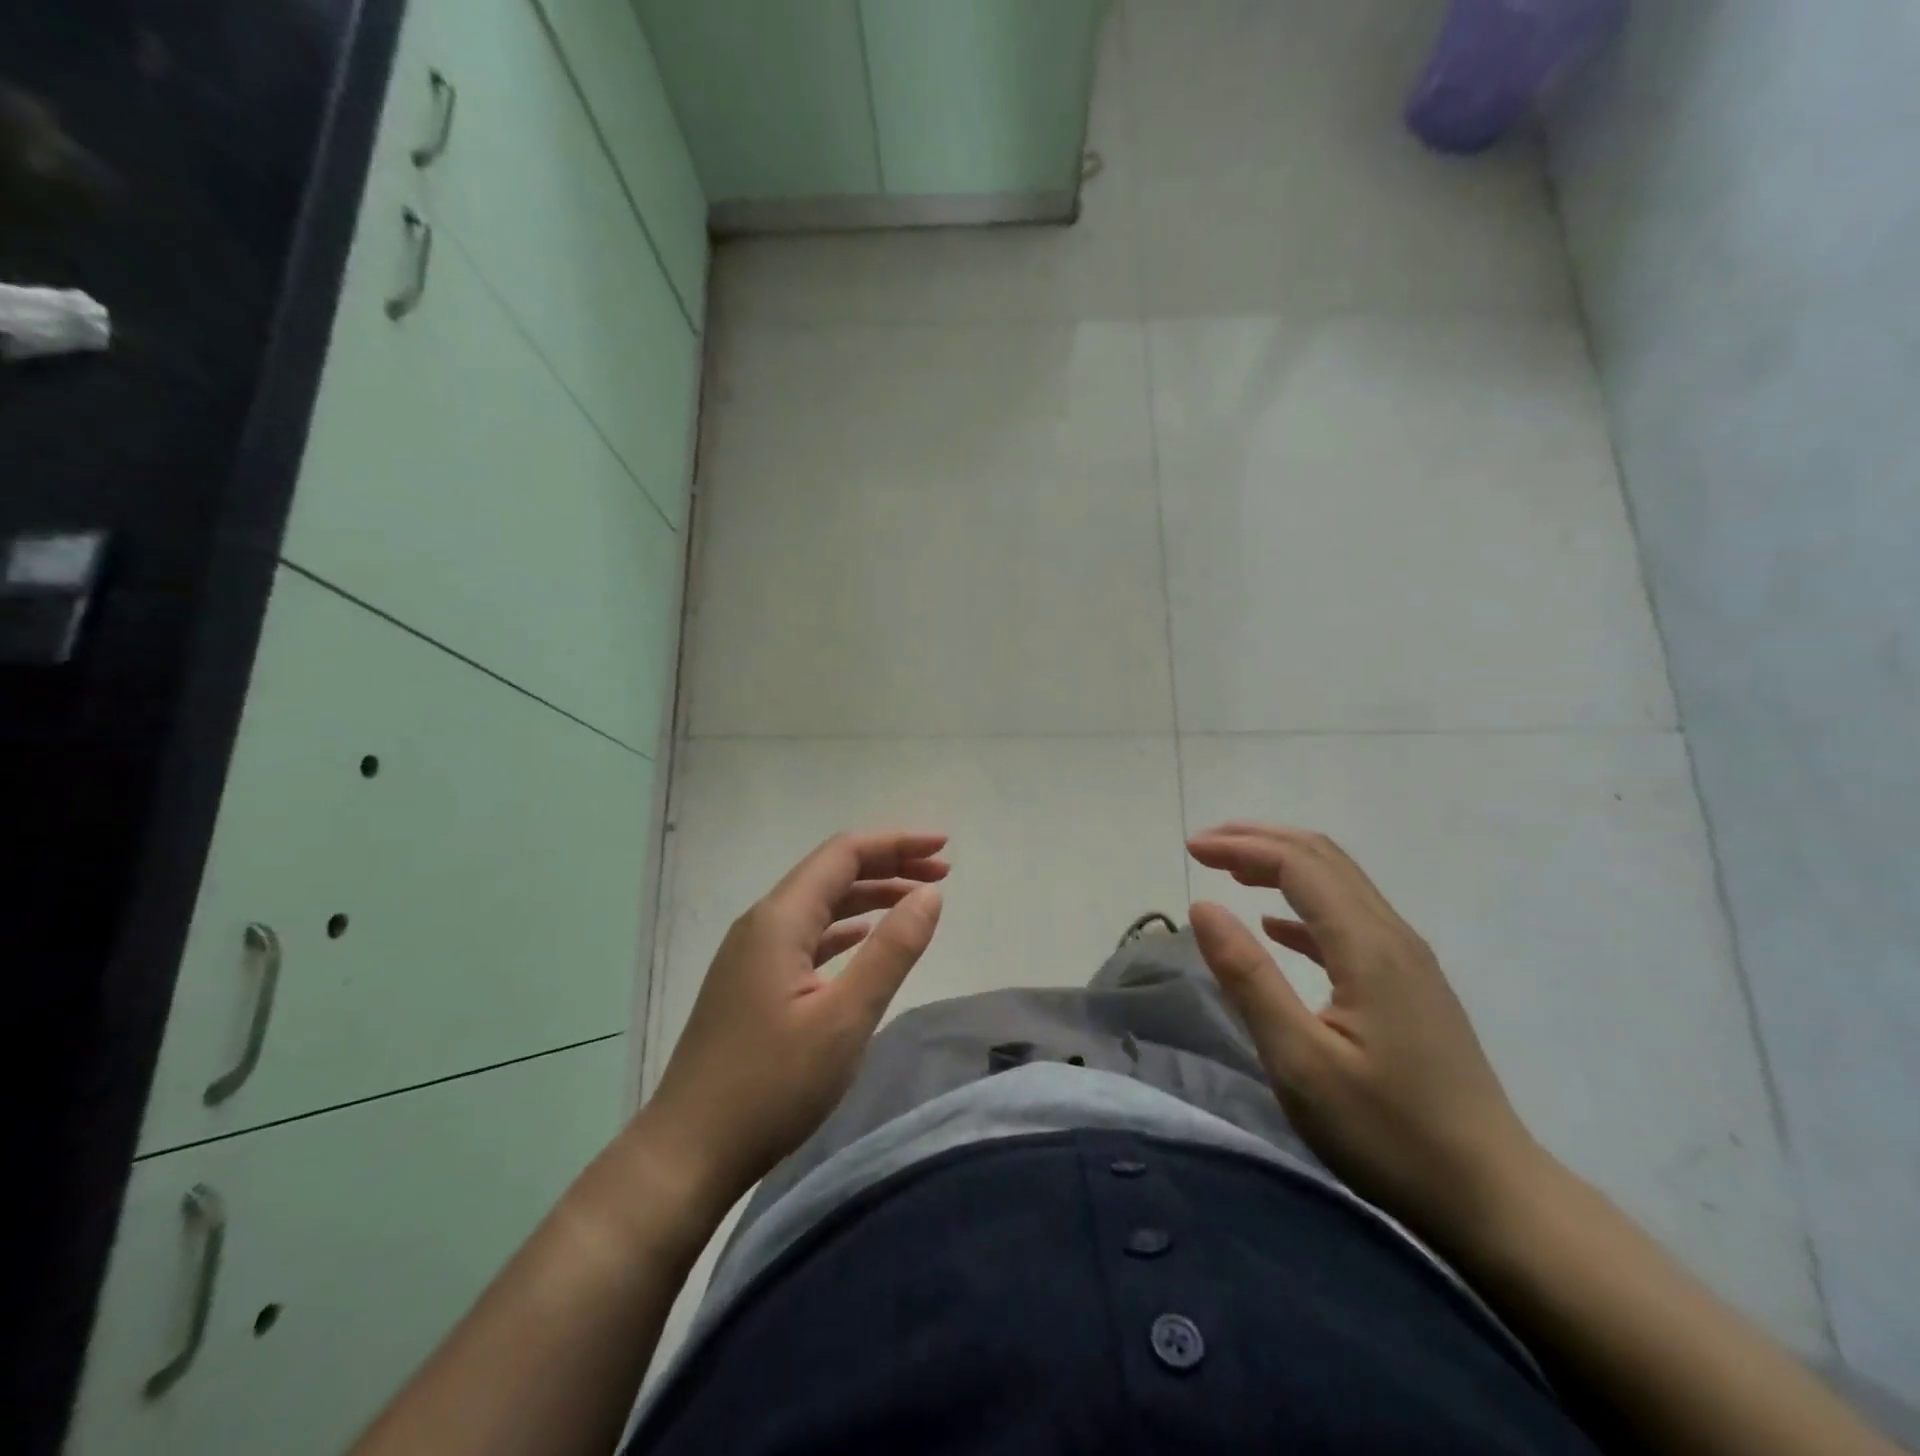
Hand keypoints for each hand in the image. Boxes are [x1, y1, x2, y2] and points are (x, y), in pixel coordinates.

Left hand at [643, 830, 947, 1207]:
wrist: (687, 1152)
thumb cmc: (771, 1086)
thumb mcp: (844, 1018)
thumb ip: (891, 951)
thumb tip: (930, 894)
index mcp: (780, 919)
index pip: (844, 854)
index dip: (897, 843)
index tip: (944, 848)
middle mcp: (762, 923)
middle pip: (832, 873)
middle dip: (889, 865)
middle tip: (942, 873)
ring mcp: (752, 953)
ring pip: (820, 904)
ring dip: (869, 896)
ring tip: (916, 901)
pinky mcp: (752, 982)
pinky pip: (807, 935)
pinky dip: (845, 928)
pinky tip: (865, 938)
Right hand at [1186, 822, 1543, 1244]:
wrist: (1495, 1198)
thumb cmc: (1388, 1133)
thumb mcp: (1299, 1061)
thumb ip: (1248, 977)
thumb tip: (1203, 907)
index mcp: (1367, 947)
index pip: (1297, 865)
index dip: (1241, 846)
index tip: (1190, 850)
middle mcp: (1392, 937)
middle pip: (1323, 858)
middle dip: (1260, 841)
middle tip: (1205, 847)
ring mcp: (1408, 961)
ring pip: (1340, 883)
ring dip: (1282, 865)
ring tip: (1231, 871)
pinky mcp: (1410, 986)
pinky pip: (1350, 919)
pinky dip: (1303, 905)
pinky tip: (1276, 927)